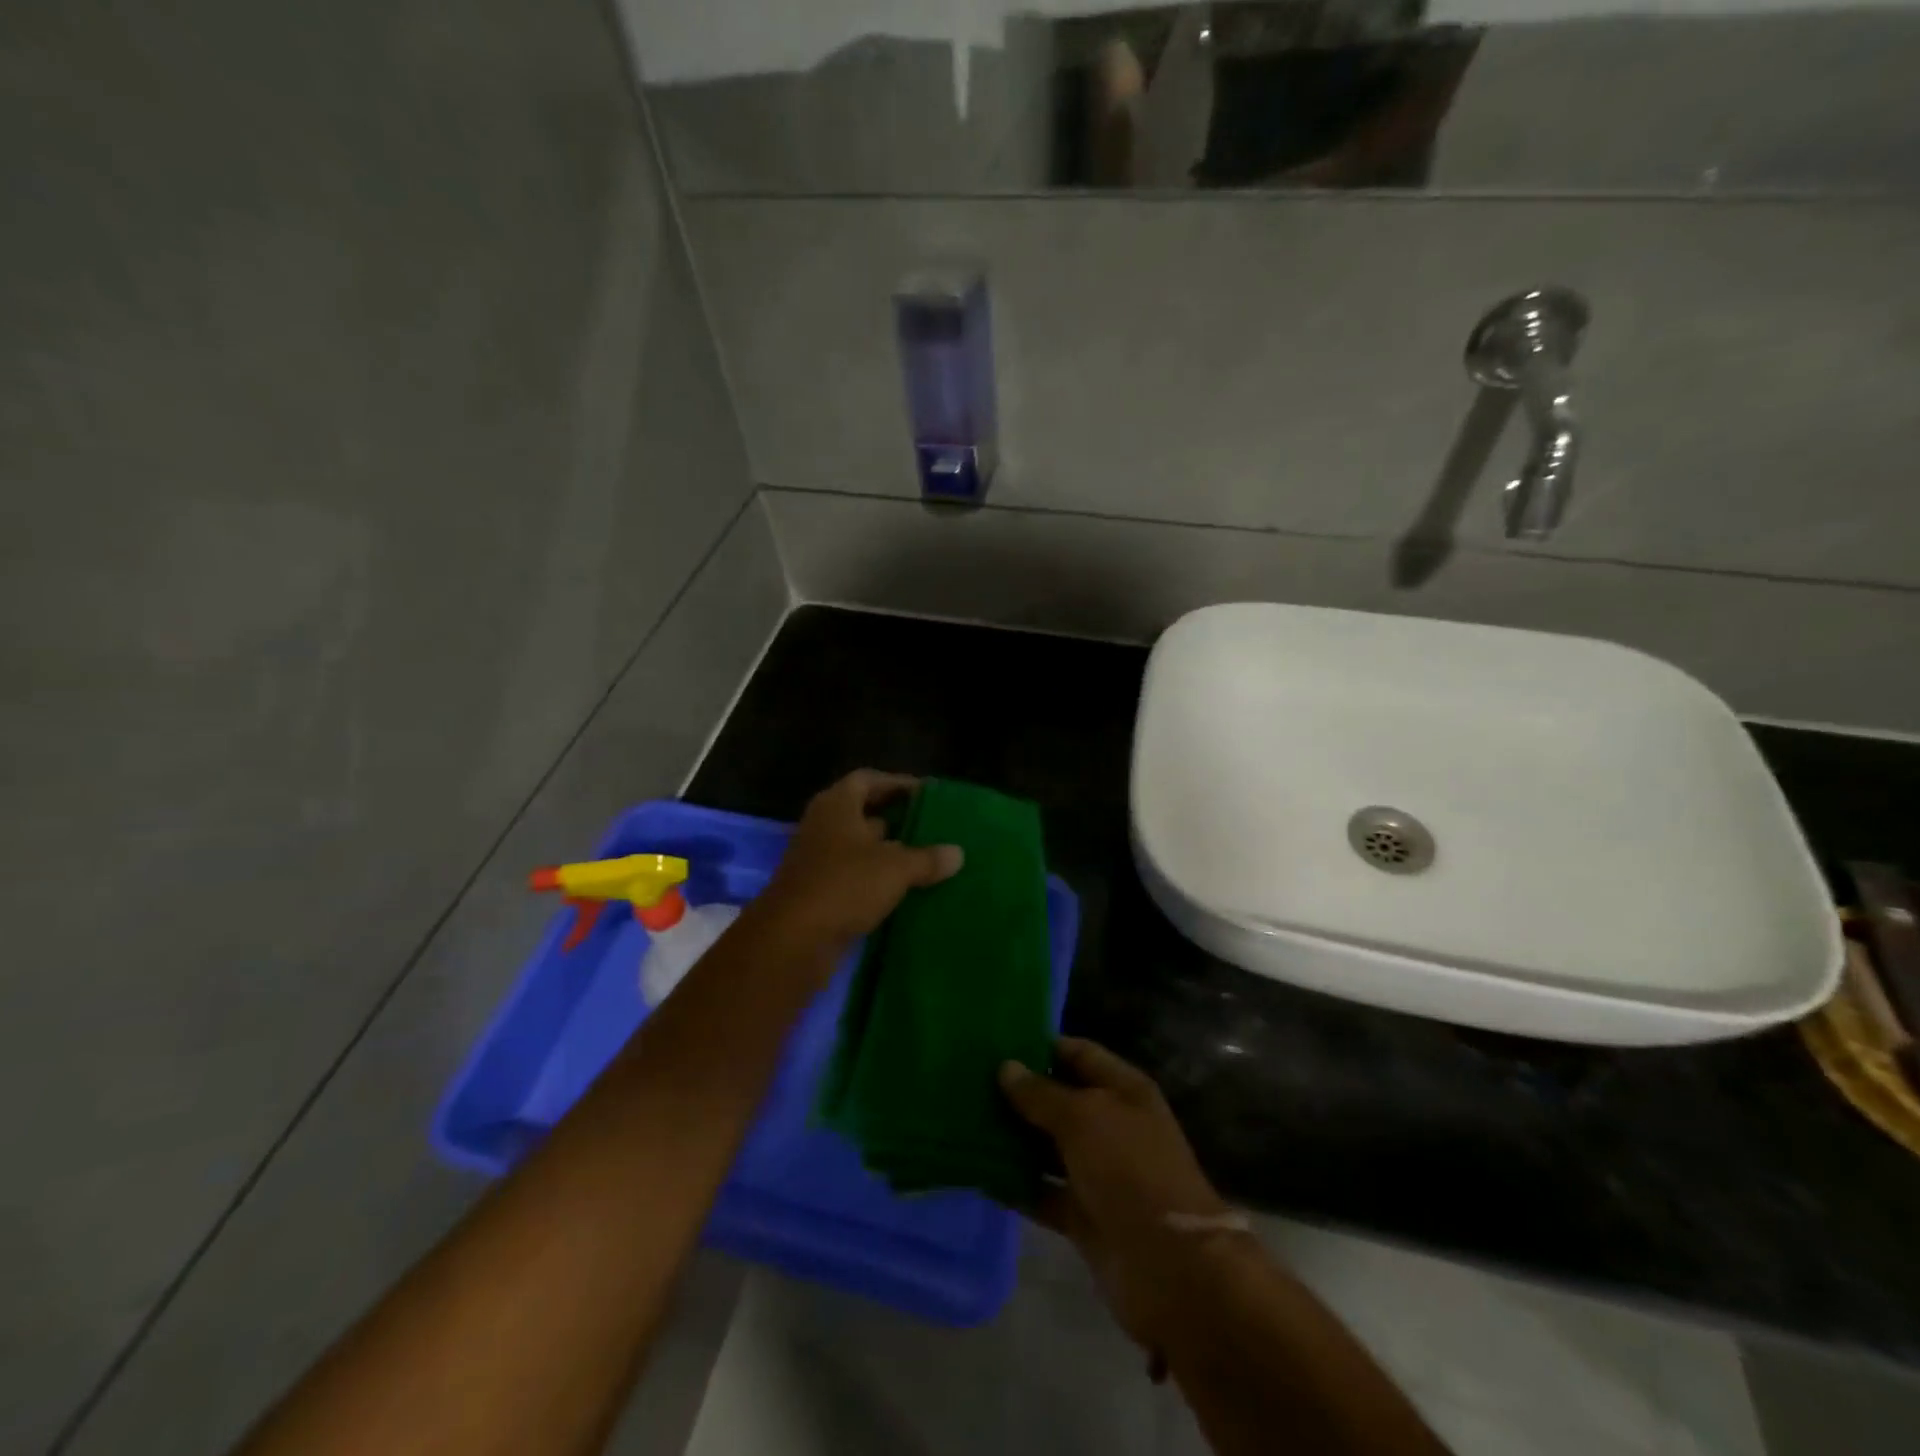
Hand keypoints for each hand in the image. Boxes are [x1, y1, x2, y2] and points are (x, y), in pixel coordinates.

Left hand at [751, 770, 961, 960]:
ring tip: (928, 859)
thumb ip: (927, 858)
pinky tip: (907, 890)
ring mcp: (818, 861)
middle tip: (933, 827)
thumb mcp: (895, 868)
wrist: (792, 940)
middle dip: (897, 820)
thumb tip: (958, 853)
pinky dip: (878, 881)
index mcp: (837, 805)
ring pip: (861, 849)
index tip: (927, 794)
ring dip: (889, 854)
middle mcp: (824, 826)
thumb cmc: (844, 885)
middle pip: (864, 813)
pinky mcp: (820, 893)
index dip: (898, 783)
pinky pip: (855, 878)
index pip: (868, 780)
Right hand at [1000, 1038, 1233, 1359]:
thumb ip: (1042, 1094)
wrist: (1171, 1267)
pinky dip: (1016, 1185)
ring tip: (964, 1121)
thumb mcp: (1084, 1118)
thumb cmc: (1130, 1169)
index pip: (1078, 1053)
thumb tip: (1006, 1067)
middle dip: (1019, 1093)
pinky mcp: (1084, 1214)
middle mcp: (1111, 1125)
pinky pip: (1043, 1191)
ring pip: (1047, 1146)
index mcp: (1123, 1090)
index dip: (1041, 1045)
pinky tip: (978, 1173)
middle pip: (1059, 1099)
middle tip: (968, 1080)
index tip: (996, 1040)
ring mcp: (1098, 1172)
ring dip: (1013, 1138)